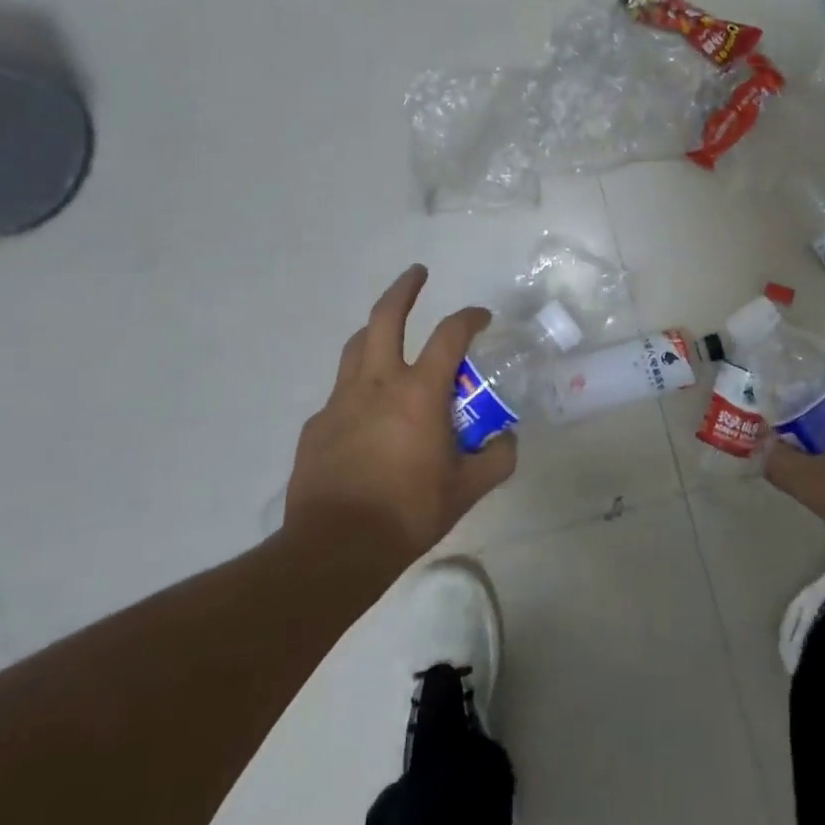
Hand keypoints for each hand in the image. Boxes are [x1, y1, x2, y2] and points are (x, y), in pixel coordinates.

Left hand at [281, 264, 515, 575]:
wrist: (334, 549)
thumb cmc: (407, 513)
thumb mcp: (467, 490)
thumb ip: (496, 459)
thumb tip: (508, 440)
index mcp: (418, 393)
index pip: (449, 335)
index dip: (470, 317)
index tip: (482, 317)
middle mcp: (377, 384)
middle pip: (385, 317)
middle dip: (404, 289)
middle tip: (418, 274)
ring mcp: (340, 402)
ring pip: (356, 347)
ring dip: (376, 331)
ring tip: (388, 334)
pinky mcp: (316, 425)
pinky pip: (341, 394)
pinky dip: (359, 389)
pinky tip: (366, 415)